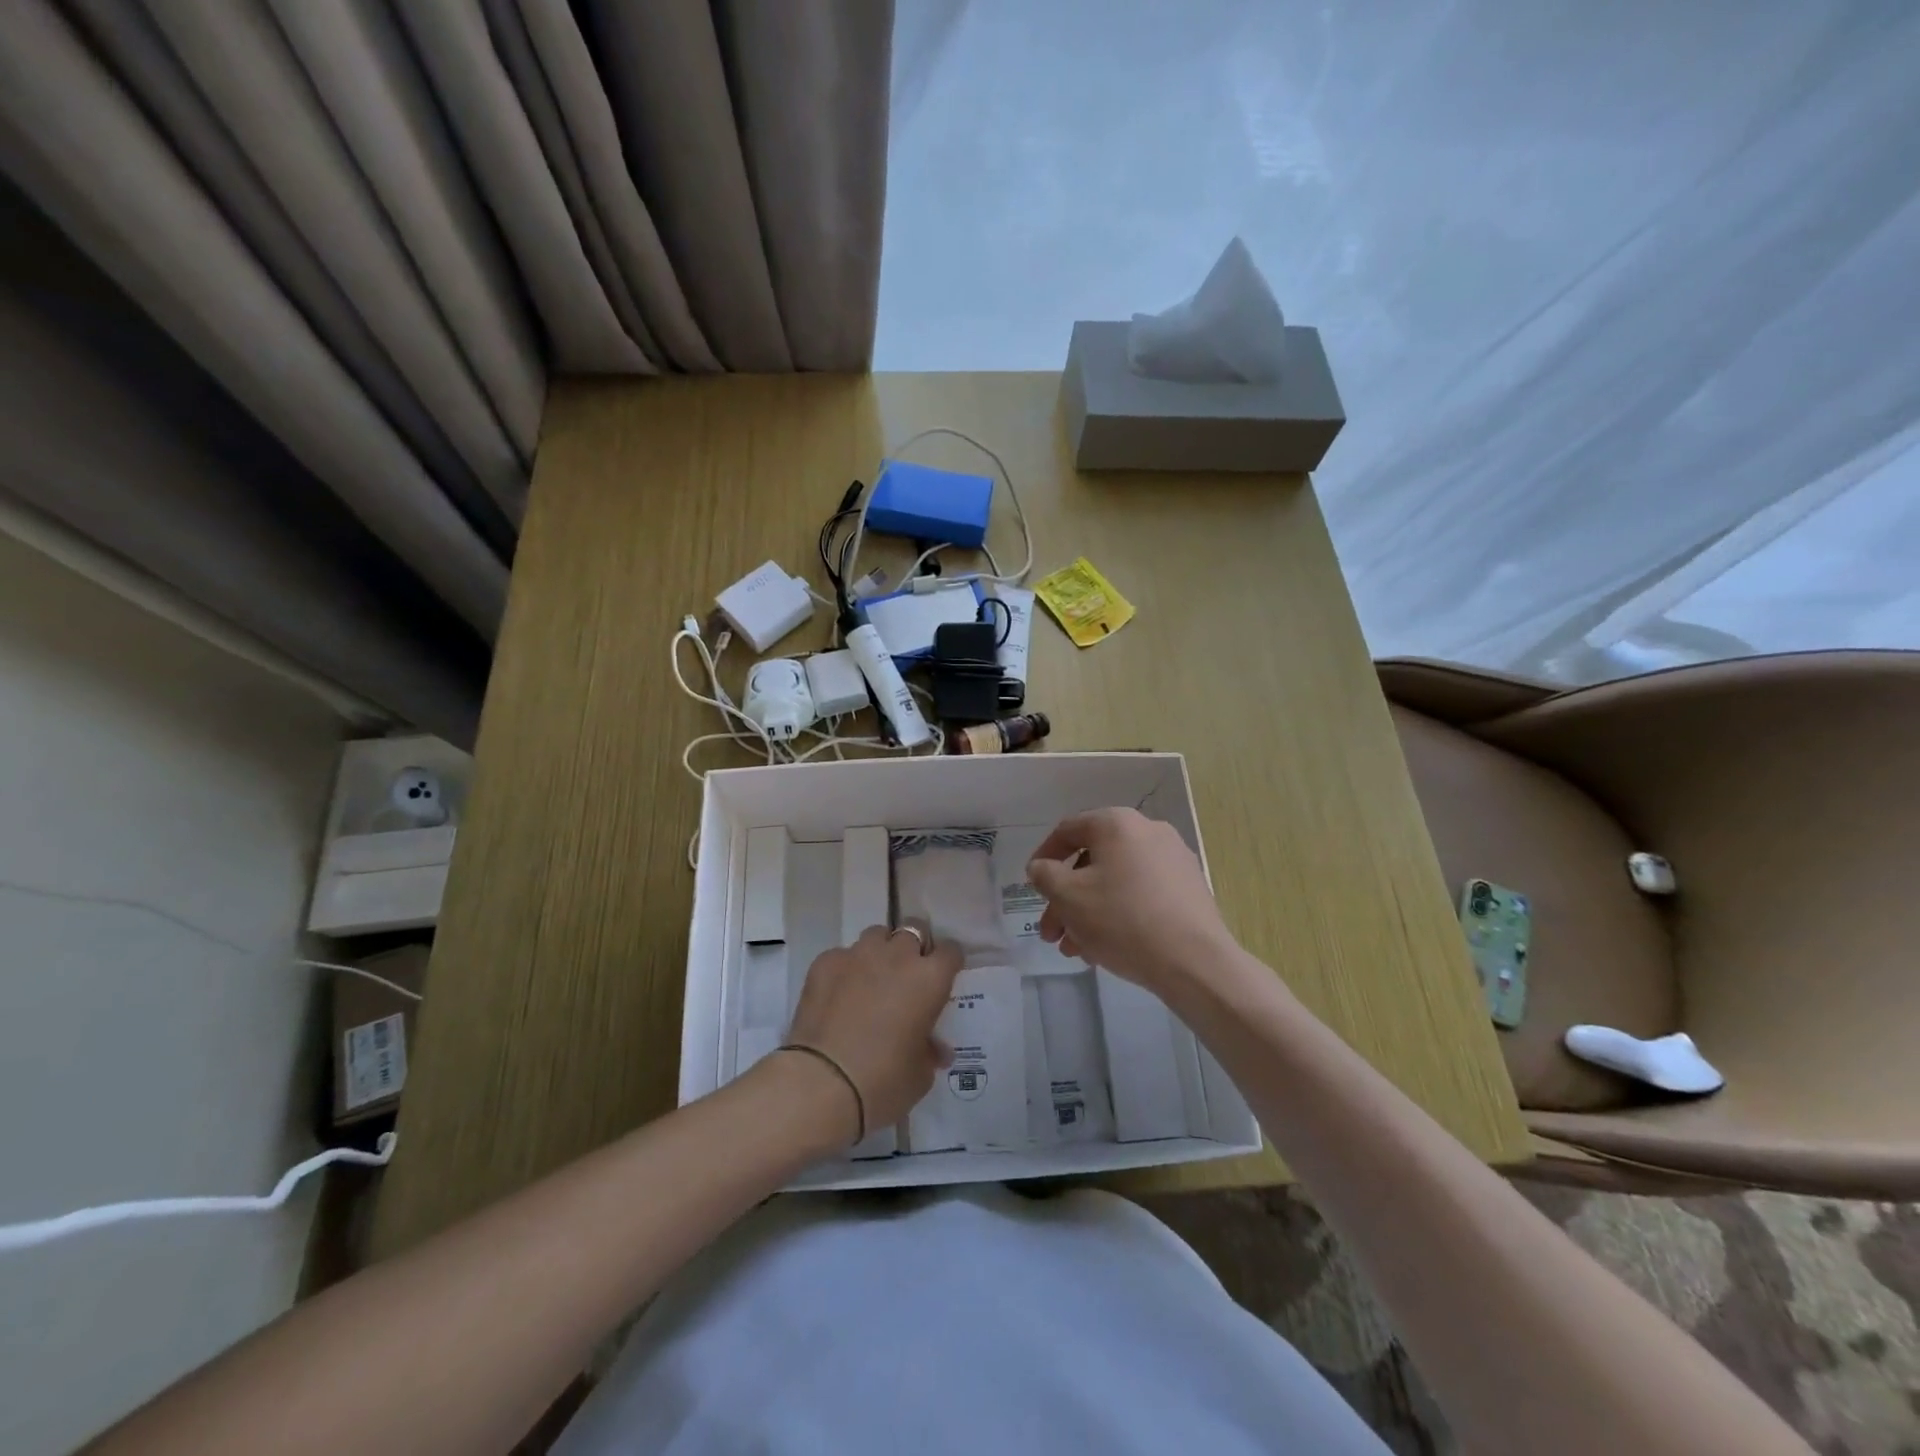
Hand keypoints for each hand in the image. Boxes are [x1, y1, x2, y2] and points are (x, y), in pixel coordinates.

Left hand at [783, 926, 962, 1142]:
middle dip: (914, 947)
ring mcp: (858, 955)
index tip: (943, 977)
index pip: (950, 951)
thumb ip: (929, 1051)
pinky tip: (838, 995)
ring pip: (876, 936)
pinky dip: (845, 969)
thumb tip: (935, 1049)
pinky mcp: (825, 963)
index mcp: (929, 979)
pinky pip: (842, 955)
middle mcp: (897, 956)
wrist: (822, 1083)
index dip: (948, 962)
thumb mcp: (919, 1075)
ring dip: (880, 951)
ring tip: (872, 978)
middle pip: (913, 930)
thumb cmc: (883, 1081)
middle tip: (908, 974)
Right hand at [1027, 808, 1239, 997]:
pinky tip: (1106, 949)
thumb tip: (1042, 867)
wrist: (1194, 961)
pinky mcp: (1189, 889)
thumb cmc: (1122, 920)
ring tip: (1076, 951)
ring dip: (1088, 913)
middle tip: (1051, 933)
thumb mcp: (1068, 897)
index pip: (1068, 830)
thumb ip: (1045, 876)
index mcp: (1117, 823)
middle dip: (1065, 900)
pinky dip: (1118, 914)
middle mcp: (1148, 831)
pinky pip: (1141, 894)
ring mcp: (1173, 860)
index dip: (1043, 857)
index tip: (1032, 886)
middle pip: (1092, 862)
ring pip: (1116, 882)